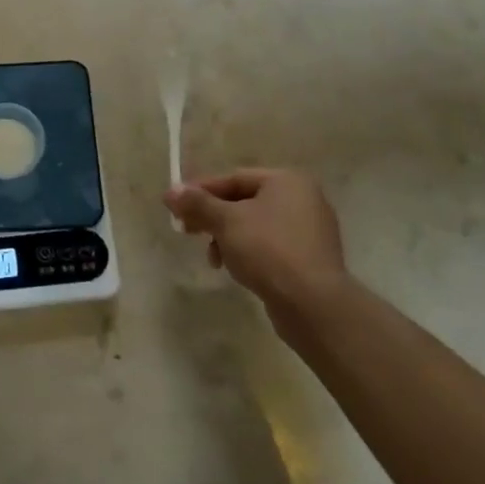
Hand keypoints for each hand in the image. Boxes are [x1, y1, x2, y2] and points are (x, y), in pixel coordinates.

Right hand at [163, 168, 347, 320]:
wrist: (314, 305)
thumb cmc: (268, 250)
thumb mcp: (226, 222)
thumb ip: (197, 203)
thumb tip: (170, 191)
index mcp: (287, 181)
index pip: (234, 178)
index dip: (201, 191)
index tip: (175, 206)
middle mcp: (303, 199)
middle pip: (244, 202)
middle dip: (213, 217)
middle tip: (187, 231)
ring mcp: (310, 231)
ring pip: (255, 226)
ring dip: (228, 238)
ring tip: (214, 259)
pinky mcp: (311, 259)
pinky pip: (271, 247)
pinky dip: (249, 253)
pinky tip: (236, 270)